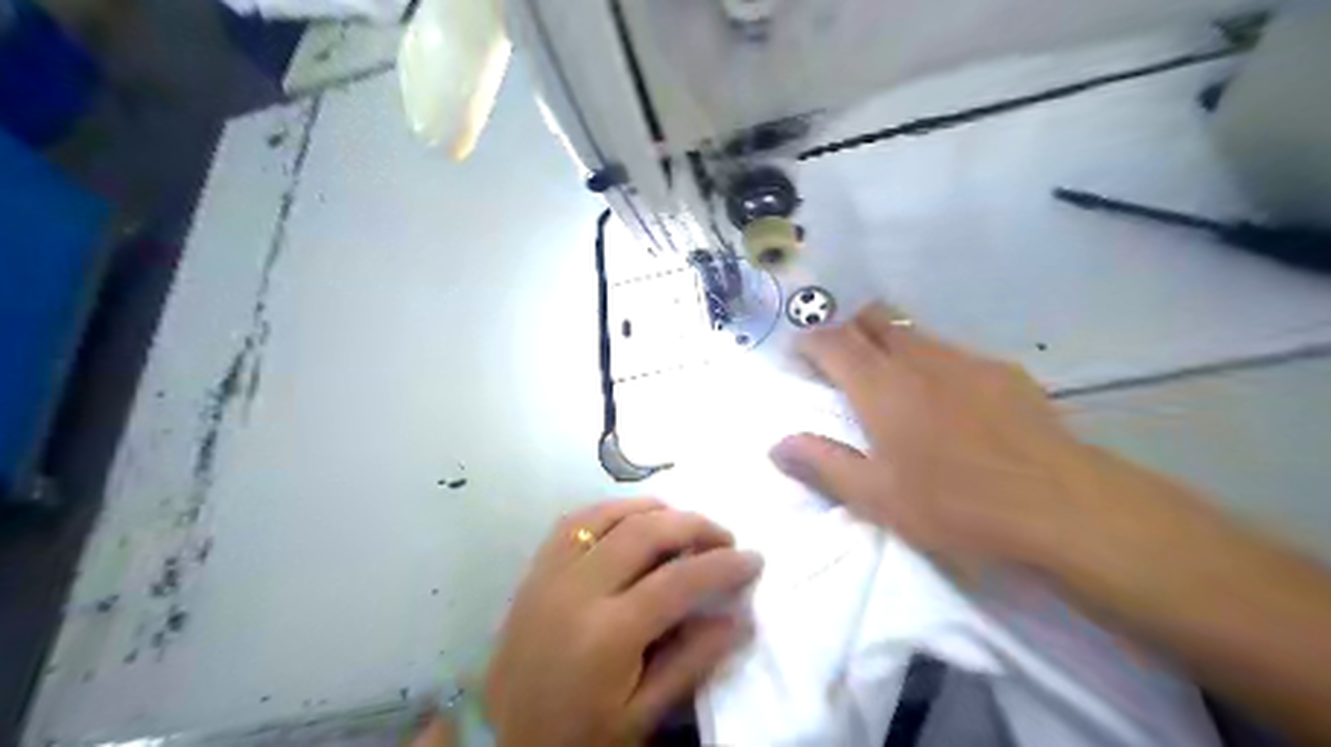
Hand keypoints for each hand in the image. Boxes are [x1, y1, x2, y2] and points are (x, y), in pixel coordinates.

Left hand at [487, 497, 757, 746]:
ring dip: (654, 510)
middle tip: (724, 537)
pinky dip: (611, 511)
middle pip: (646, 532)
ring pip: (609, 514)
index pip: (679, 581)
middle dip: (695, 526)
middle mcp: (578, 590)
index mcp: (608, 634)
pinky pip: (574, 521)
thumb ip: (692, 662)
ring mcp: (551, 573)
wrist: (500, 741)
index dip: (724, 565)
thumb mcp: (641, 715)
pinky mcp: (535, 569)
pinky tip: (631, 520)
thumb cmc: (576, 735)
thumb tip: (740, 619)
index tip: (754, 559)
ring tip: (683, 523)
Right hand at [764, 304, 1213, 583]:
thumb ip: (822, 464)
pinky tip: (951, 403)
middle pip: (875, 317)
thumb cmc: (955, 505)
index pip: (832, 340)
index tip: (800, 353)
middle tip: (842, 361)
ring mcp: (966, 360)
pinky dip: (934, 363)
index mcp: (880, 387)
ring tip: (894, 385)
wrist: (1061, 505)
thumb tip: (776, 445)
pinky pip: (954, 353)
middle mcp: (919, 359)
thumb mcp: (877, 497)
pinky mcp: (1004, 372)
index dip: (810, 340)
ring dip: (892, 344)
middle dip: (849, 327)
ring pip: (916, 332)